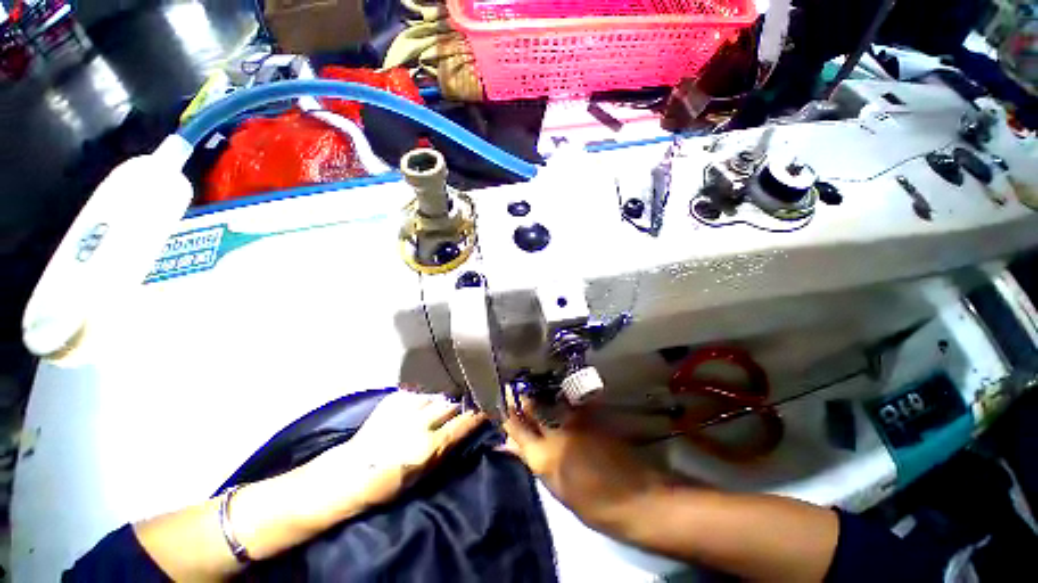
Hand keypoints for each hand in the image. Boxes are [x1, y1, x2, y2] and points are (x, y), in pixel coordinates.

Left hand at [294, 391, 485, 518]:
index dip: (479, 413)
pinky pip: (420, 390)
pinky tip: (435, 388)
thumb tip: (465, 429)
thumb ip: (446, 450)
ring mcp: (406, 408)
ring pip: (438, 392)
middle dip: (466, 397)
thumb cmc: (388, 484)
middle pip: (453, 403)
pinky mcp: (393, 400)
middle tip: (476, 392)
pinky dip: (430, 390)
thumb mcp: (422, 475)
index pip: (463, 423)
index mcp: (429, 446)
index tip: (489, 405)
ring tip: (458, 386)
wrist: (349, 474)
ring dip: (450, 391)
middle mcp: (420, 423)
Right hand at [501, 401, 666, 531]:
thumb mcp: (556, 488)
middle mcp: (556, 432)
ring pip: (549, 400)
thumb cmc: (592, 504)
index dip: (507, 415)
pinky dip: (560, 398)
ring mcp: (575, 421)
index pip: (516, 429)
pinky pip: (569, 401)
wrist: (635, 497)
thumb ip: (532, 461)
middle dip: (520, 397)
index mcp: (543, 458)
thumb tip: (510, 445)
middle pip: (531, 407)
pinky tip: (557, 396)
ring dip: (539, 394)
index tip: (500, 403)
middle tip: (513, 388)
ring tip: (532, 388)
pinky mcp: (591, 415)